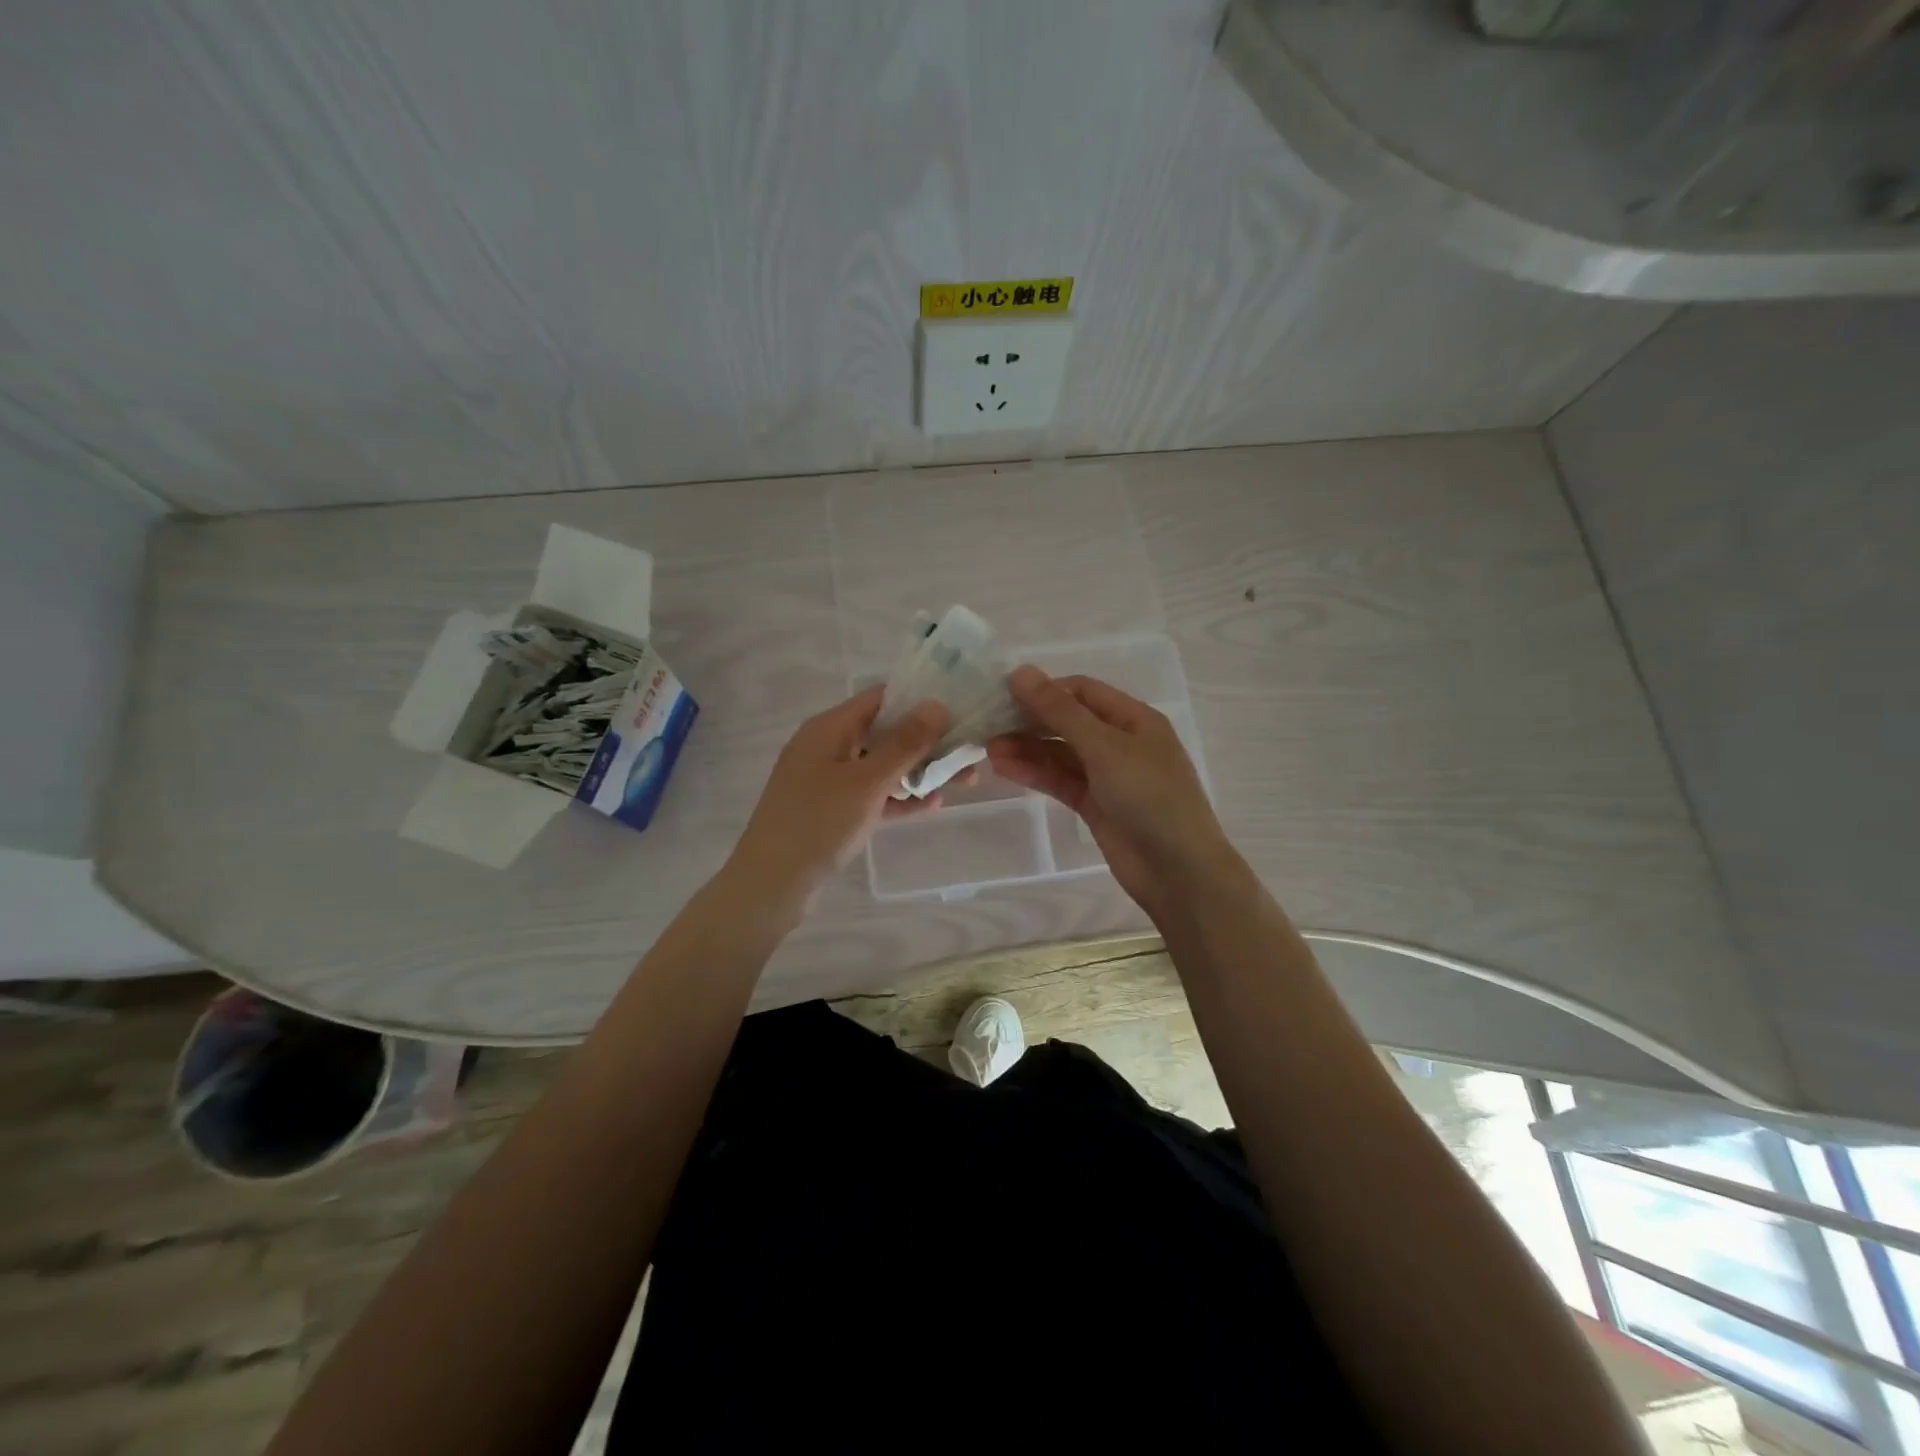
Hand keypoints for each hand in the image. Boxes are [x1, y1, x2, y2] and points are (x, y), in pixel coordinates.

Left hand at [726, 686, 952, 907]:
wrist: (772, 884)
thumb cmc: (818, 823)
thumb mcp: (867, 782)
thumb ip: (904, 744)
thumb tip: (936, 704)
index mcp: (829, 728)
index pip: (880, 699)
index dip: (919, 700)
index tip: (959, 707)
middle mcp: (828, 747)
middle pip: (885, 733)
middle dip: (928, 742)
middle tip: (970, 751)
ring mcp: (828, 780)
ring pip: (882, 766)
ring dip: (920, 771)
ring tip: (966, 781)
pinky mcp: (832, 810)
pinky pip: (873, 794)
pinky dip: (899, 797)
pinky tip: (933, 805)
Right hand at [988, 666, 1240, 921]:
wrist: (1178, 870)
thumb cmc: (1150, 796)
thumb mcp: (1105, 747)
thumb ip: (1060, 712)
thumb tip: (1021, 672)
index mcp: (1134, 719)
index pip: (1082, 691)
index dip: (1045, 690)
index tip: (1004, 694)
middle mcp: (1120, 742)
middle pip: (1068, 721)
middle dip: (1030, 721)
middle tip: (988, 723)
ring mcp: (1107, 776)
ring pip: (1060, 753)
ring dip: (1027, 748)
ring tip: (988, 748)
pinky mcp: (1094, 805)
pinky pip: (1060, 781)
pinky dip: (1034, 773)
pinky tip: (1004, 767)